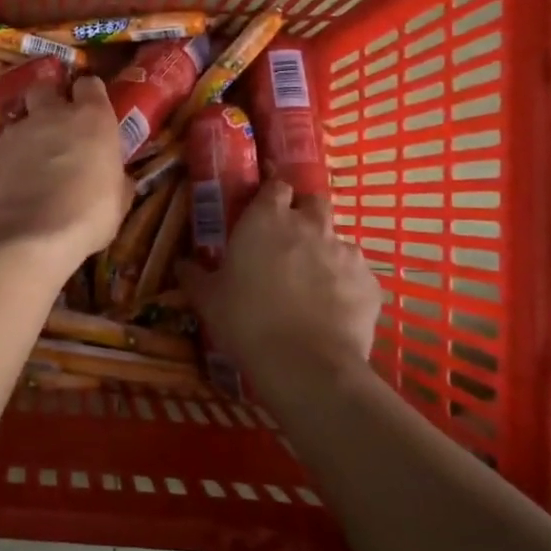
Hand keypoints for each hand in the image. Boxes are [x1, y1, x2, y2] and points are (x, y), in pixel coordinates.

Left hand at [0, 75, 131, 271]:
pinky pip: (4, 147)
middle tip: (57, 124)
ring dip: (29, 132)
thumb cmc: (88, 216)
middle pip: (46, 87)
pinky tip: (16, 182)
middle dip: (50, 99)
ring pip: (22, 118)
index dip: (90, 95)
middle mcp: (52, 114)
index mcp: (91, 118)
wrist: (30, 236)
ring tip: (34, 160)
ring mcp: (17, 131)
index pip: (89, 84)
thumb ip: (116, 178)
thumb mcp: (118, 200)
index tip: (92, 110)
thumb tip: (117, 178)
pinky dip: (11, 158)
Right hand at [179, 180, 382, 393]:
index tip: (263, 214)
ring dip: (325, 253)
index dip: (271, 197)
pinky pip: (357, 275)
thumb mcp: (208, 299)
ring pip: (337, 241)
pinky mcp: (370, 282)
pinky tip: (333, 310)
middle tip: (289, 242)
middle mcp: (309, 225)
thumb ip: (194, 276)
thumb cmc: (246, 320)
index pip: (276, 186)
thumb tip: (181, 264)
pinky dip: (346, 286)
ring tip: (311, 284)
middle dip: (304, 215)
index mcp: (267, 218)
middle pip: (313, 202)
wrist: (304, 364)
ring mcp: (345, 252)